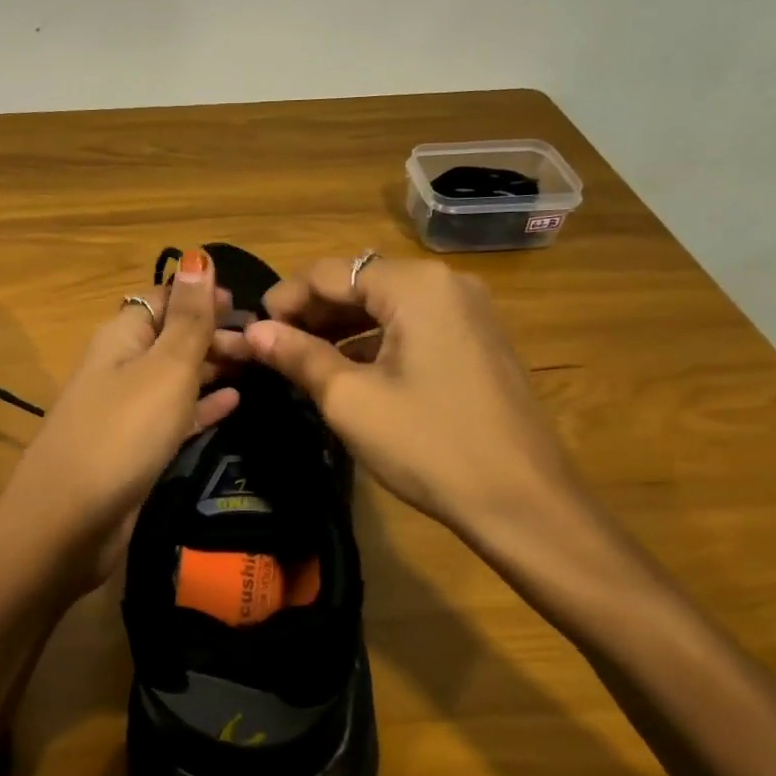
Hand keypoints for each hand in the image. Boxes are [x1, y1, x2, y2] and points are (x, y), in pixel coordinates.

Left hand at [0, 249, 239, 598]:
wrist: (69, 522)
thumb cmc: (123, 432)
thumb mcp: (165, 368)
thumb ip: (188, 318)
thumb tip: (197, 257)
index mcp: (121, 336)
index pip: (163, 299)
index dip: (202, 296)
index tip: (249, 306)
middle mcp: (119, 366)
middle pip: (170, 337)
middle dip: (214, 334)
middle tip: (264, 344)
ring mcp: (124, 410)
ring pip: (174, 377)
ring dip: (212, 369)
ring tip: (258, 366)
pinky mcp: (133, 449)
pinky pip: (174, 416)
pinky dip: (202, 407)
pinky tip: (234, 404)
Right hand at [232, 255, 586, 545]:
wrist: (523, 503)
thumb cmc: (429, 445)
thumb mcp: (350, 400)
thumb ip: (298, 356)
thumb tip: (253, 332)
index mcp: (415, 285)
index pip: (330, 273)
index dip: (284, 298)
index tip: (251, 331)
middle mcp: (445, 284)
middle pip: (360, 283)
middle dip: (312, 312)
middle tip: (272, 348)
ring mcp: (468, 311)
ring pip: (386, 305)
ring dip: (341, 327)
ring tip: (301, 359)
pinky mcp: (478, 341)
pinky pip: (413, 326)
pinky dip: (375, 341)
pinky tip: (348, 369)